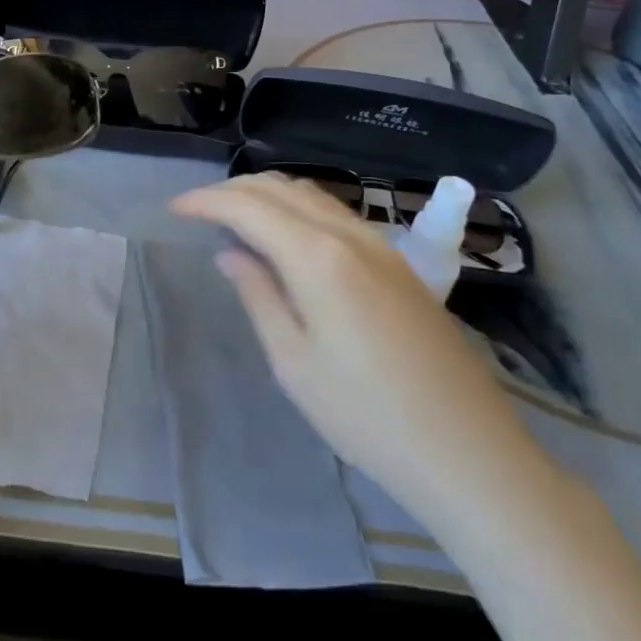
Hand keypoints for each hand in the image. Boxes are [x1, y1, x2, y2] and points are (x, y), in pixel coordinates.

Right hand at [170, 174, 541, 521]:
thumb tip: (230, 253)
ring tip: (234, 216)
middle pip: (281, 189)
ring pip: (312, 195)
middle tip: (197, 209)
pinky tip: (286, 235)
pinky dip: (298, 209)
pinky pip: (336, 214)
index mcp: (318, 256)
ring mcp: (380, 246)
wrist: (467, 451)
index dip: (206, 201)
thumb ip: (258, 295)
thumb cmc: (366, 416)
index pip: (249, 206)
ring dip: (267, 194)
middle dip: (232, 190)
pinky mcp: (398, 264)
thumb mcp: (294, 362)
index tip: (173, 210)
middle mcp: (350, 235)